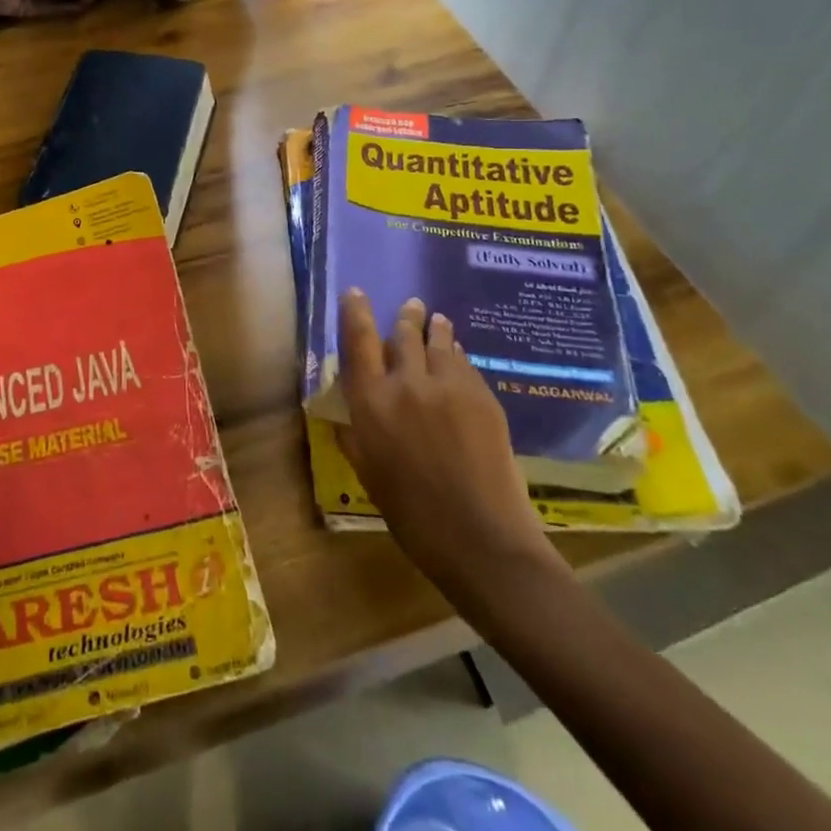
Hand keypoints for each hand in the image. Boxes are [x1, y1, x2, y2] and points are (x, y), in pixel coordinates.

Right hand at [337, 291, 565, 622]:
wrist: (481, 538)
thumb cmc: (412, 514)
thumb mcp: (368, 472)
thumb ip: (354, 434)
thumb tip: (347, 411)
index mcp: (372, 402)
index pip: (358, 341)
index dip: (355, 312)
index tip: (356, 292)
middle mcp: (407, 383)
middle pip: (403, 334)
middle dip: (405, 317)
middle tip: (411, 306)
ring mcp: (449, 386)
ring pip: (439, 342)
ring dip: (434, 328)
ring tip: (436, 319)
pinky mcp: (483, 397)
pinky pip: (465, 363)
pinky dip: (457, 354)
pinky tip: (458, 356)